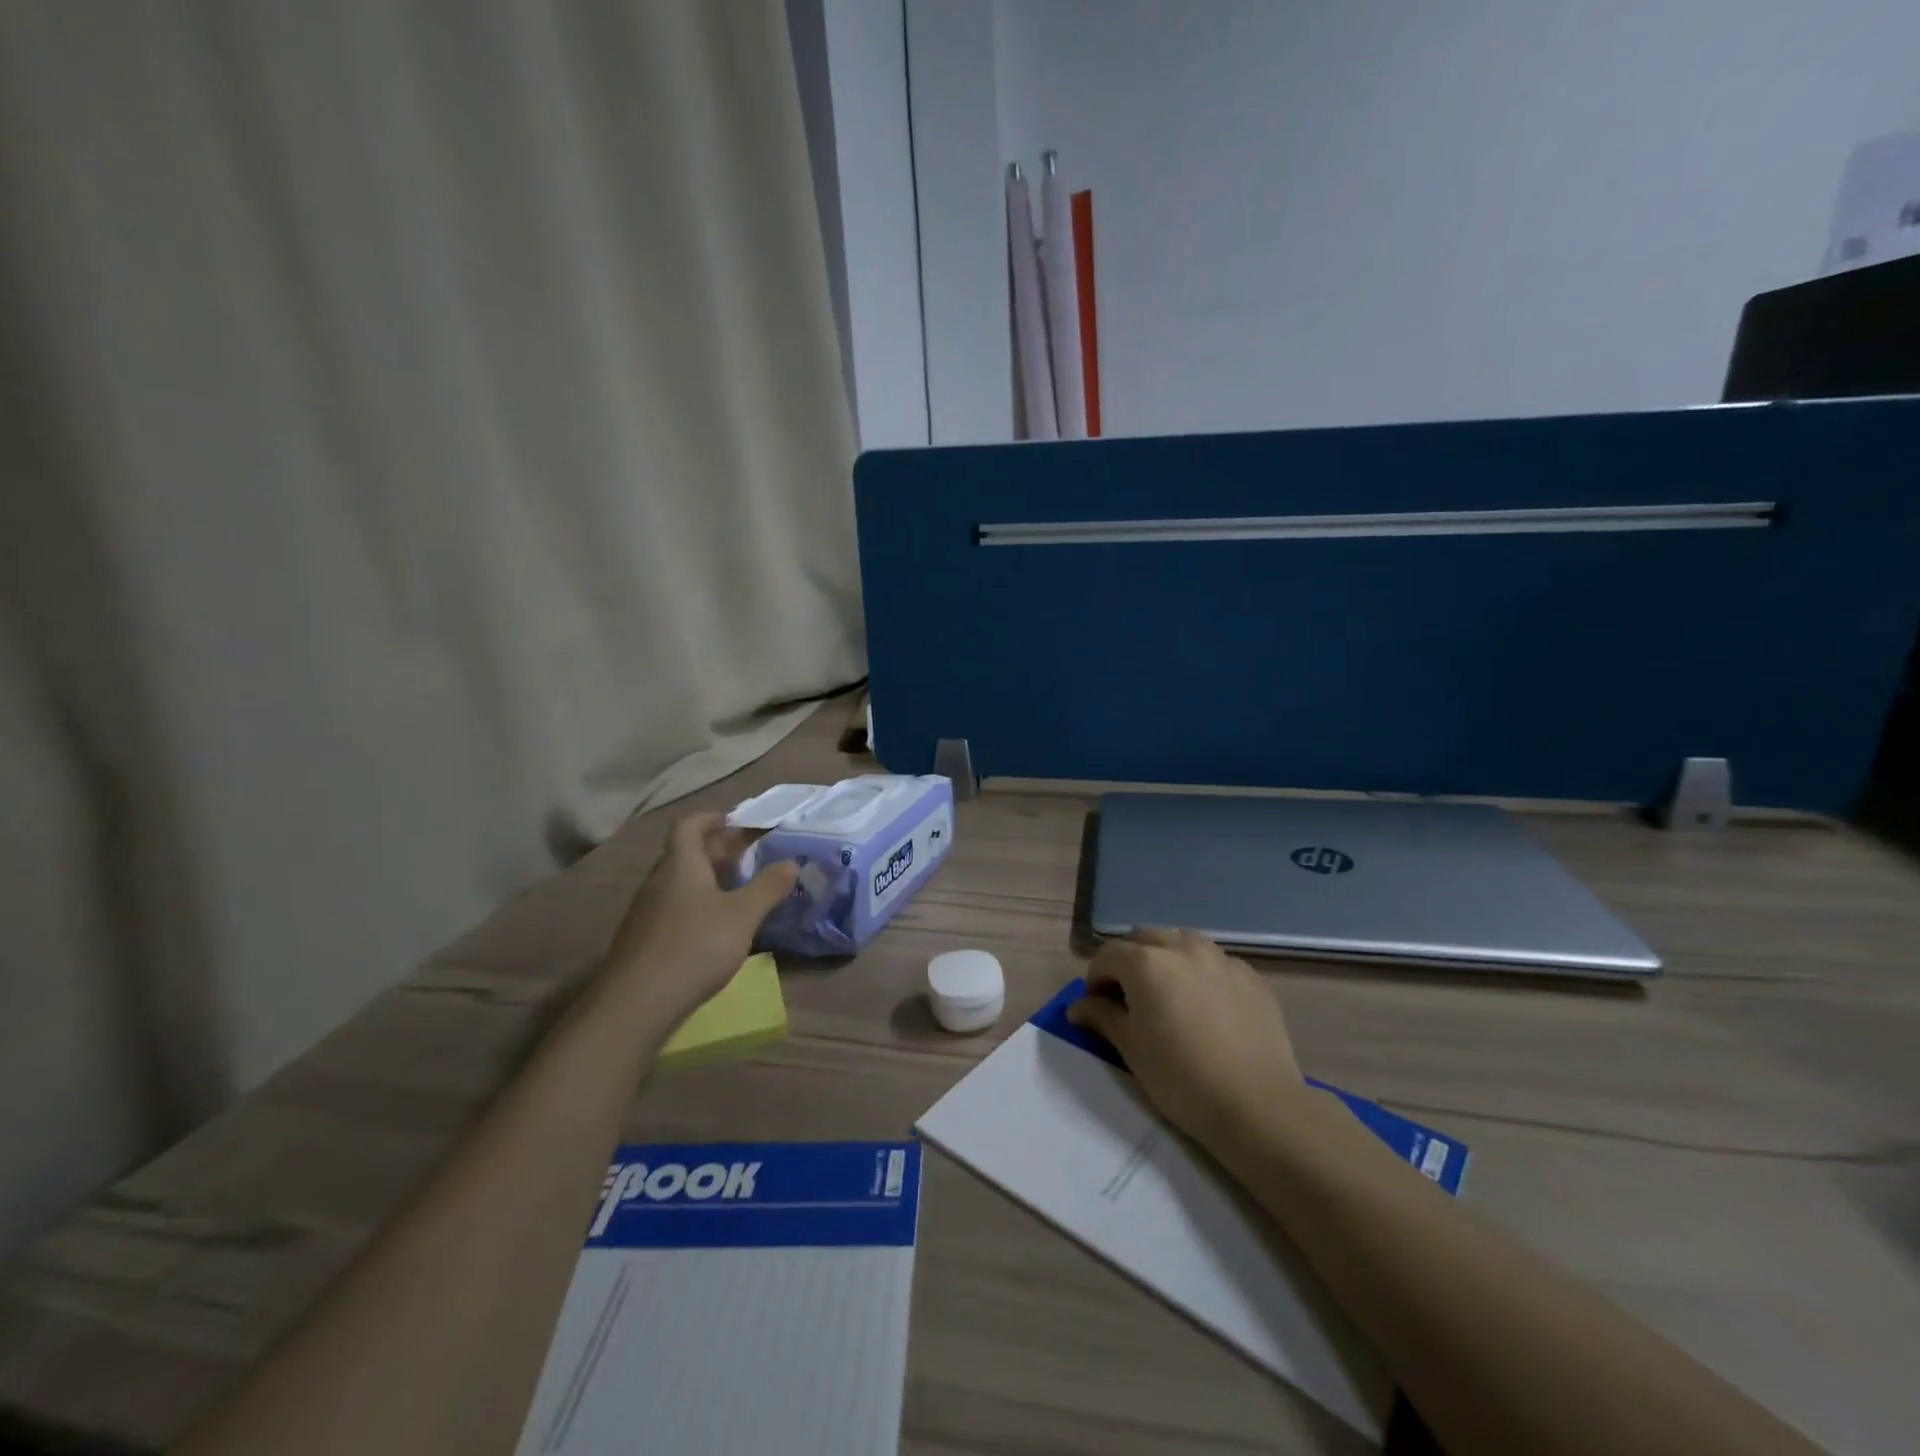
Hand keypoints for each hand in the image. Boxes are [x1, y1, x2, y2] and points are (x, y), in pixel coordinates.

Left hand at [606, 813, 797, 1026]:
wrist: (637, 1003)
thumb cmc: (695, 946)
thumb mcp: (743, 915)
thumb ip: (768, 887)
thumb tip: (791, 862)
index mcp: (680, 865)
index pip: (689, 825)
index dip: (711, 819)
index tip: (737, 824)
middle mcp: (658, 881)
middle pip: (684, 853)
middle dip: (716, 851)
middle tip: (747, 858)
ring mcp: (645, 912)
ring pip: (678, 882)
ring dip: (706, 880)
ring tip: (736, 892)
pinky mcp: (643, 939)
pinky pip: (672, 907)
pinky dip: (694, 905)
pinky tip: (714, 929)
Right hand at [1067, 928, 1304, 1152]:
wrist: (1257, 1105)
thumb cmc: (1180, 1078)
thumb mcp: (1131, 1049)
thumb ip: (1102, 1017)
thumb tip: (1077, 1007)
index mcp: (1146, 962)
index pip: (1108, 955)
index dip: (1096, 978)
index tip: (1098, 1007)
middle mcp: (1182, 948)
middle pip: (1145, 939)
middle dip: (1130, 961)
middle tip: (1130, 998)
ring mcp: (1221, 959)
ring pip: (1183, 943)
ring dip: (1167, 959)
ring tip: (1169, 994)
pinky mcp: (1252, 977)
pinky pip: (1216, 963)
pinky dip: (1202, 973)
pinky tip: (1207, 1006)